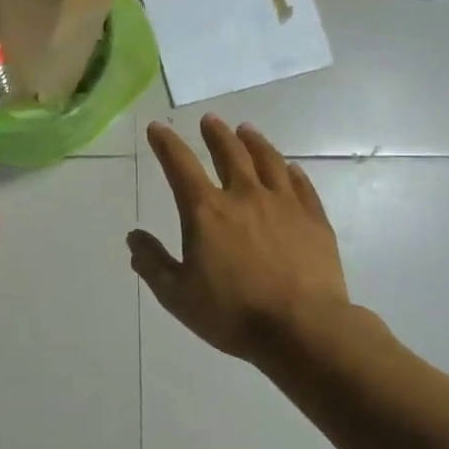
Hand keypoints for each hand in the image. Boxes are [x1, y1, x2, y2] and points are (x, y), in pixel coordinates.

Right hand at [129, 117, 355, 364]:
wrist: (302, 328)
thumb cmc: (232, 313)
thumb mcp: (177, 295)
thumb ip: (152, 263)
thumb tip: (134, 237)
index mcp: (206, 211)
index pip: (180, 165)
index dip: (166, 143)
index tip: (158, 127)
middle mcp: (244, 196)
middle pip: (229, 153)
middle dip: (215, 134)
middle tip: (209, 120)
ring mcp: (284, 204)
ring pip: (267, 161)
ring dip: (253, 142)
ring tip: (246, 130)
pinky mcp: (314, 220)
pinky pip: (302, 185)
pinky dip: (291, 172)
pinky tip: (290, 168)